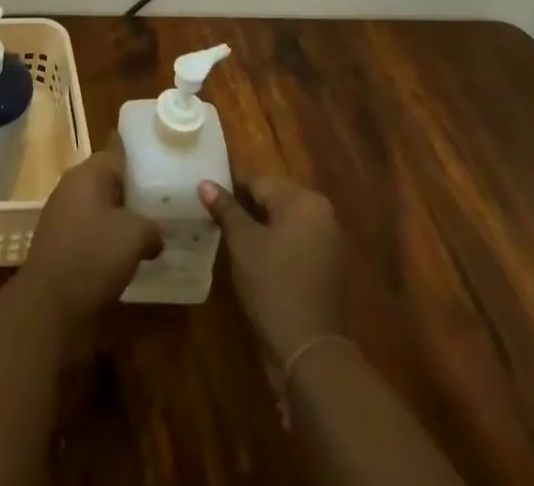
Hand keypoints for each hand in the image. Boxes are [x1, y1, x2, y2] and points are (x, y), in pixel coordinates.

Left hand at [19, 136, 161, 324]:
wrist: (48, 302)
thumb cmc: (92, 256)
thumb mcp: (133, 237)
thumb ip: (150, 228)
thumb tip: (155, 234)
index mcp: (88, 174)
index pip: (114, 149)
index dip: (132, 148)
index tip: (152, 147)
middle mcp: (72, 185)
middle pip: (106, 176)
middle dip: (129, 184)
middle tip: (158, 193)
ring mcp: (61, 212)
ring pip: (97, 202)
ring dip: (118, 212)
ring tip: (147, 223)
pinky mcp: (58, 239)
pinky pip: (88, 225)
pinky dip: (105, 232)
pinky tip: (123, 250)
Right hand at [200, 174, 347, 363]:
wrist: (309, 352)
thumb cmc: (273, 285)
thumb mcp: (242, 242)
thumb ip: (226, 208)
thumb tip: (205, 183)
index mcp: (304, 201)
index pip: (259, 181)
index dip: (230, 186)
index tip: (207, 193)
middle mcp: (322, 215)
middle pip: (274, 200)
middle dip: (245, 206)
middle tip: (215, 214)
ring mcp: (328, 243)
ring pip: (284, 223)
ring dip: (259, 226)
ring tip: (229, 235)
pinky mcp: (327, 269)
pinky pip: (295, 244)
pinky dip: (275, 245)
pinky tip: (253, 257)